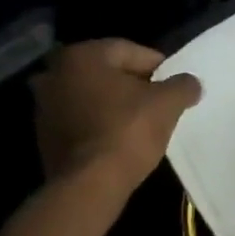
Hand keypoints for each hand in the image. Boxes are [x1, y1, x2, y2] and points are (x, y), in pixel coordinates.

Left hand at [32, 39, 201, 196]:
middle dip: (133, 84)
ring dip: (114, 104)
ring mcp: (44, 106)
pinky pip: (80, 120)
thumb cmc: (127, 132)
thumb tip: (191, 83)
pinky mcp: (43, 135)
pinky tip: (118, 139)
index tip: (174, 83)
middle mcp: (55, 73)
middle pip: (106, 73)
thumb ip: (182, 86)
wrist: (89, 184)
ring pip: (91, 96)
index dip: (157, 66)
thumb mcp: (167, 104)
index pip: (128, 51)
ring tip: (141, 122)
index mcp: (81, 56)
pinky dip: (98, 123)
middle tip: (159, 101)